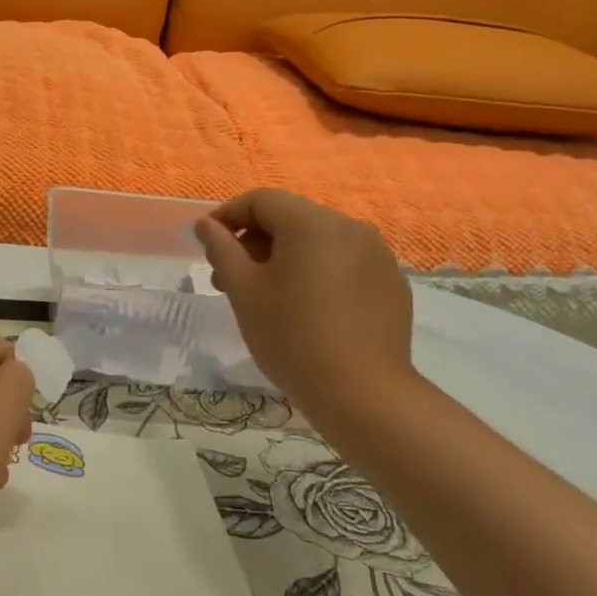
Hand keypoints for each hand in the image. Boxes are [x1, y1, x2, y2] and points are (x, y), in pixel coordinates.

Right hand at [196, 188, 419, 427]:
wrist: (363, 395)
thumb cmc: (292, 337)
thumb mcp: (244, 291)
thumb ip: (222, 249)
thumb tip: (206, 224)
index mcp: (312, 223)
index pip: (261, 200)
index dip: (228, 216)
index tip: (207, 245)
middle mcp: (349, 227)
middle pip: (290, 218)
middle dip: (254, 241)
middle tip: (228, 279)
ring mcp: (376, 255)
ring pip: (317, 242)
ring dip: (284, 258)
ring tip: (265, 296)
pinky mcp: (390, 283)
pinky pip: (343, 264)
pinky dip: (316, 273)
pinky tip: (306, 309)